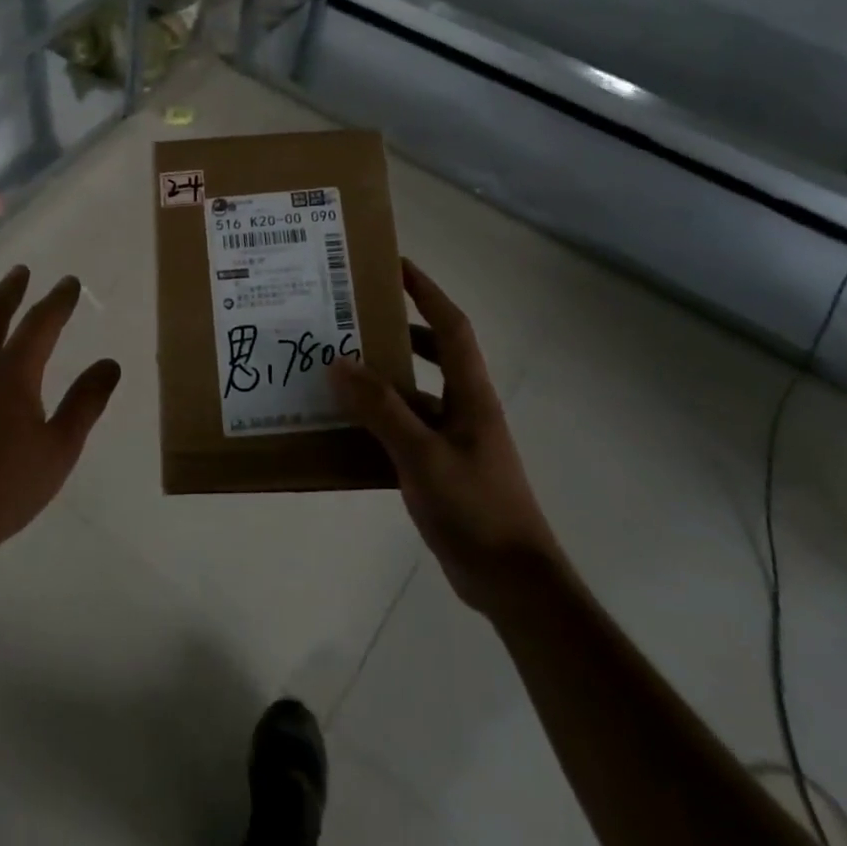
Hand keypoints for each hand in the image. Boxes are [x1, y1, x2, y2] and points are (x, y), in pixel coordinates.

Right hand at [333, 259, 555, 610]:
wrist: (511, 579)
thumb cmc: (475, 507)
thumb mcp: (422, 454)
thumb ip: (381, 409)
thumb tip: (339, 362)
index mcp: (470, 393)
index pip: (450, 326)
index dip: (426, 291)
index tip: (394, 266)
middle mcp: (463, 407)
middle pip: (431, 353)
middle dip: (396, 330)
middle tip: (350, 318)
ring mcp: (452, 439)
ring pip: (412, 394)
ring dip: (380, 378)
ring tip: (335, 368)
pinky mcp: (440, 467)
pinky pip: (403, 429)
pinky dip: (376, 421)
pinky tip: (343, 427)